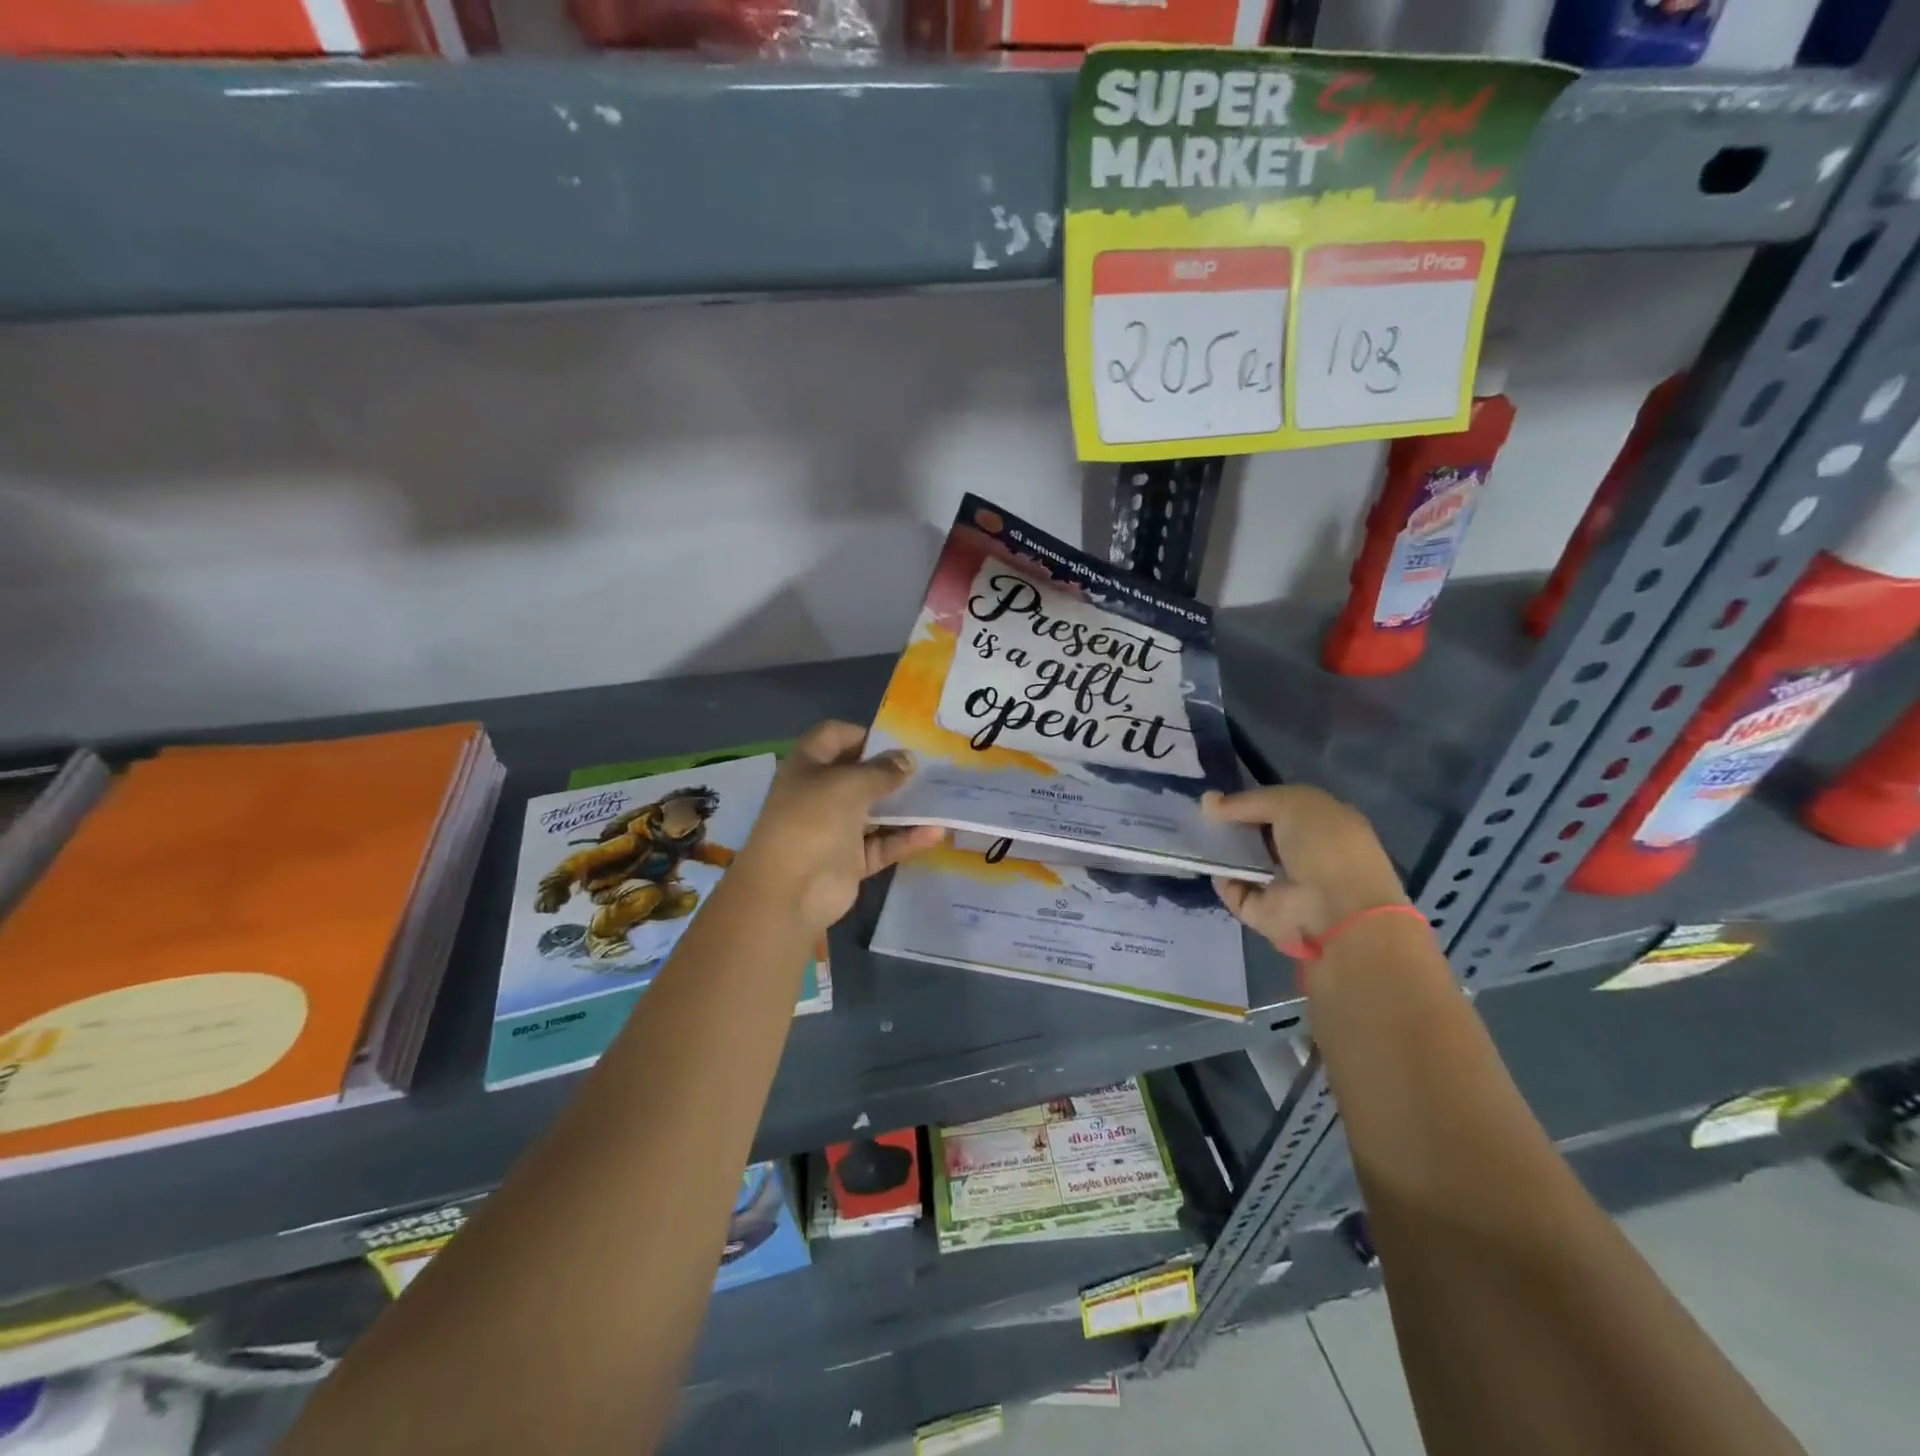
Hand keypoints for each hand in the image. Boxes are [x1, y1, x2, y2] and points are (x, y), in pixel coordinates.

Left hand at [734, 721, 944, 933]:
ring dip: (904, 807)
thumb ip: (882, 771)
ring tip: (941, 798)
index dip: (863, 734)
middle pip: (858, 775)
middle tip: (930, 768)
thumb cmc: (812, 822)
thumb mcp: (848, 785)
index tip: (898, 741)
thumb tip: (908, 759)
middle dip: (891, 771)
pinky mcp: (850, 860)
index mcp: (807, 767)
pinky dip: (906, 839)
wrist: (789, 892)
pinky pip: (883, 845)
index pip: (833, 736)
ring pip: (874, 812)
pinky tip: (936, 832)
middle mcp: (819, 794)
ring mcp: (835, 829)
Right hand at [1203, 785, 1407, 952]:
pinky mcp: (1266, 911)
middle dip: (1232, 825)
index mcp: (1324, 825)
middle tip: (1203, 817)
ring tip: (1198, 837)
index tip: (1219, 799)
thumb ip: (1249, 800)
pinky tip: (1212, 864)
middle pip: (1259, 835)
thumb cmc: (1324, 846)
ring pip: (1245, 862)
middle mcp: (1306, 854)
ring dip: (1223, 851)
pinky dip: (1222, 879)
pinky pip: (1236, 890)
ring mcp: (1286, 885)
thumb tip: (1208, 802)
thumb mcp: (1291, 804)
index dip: (1251, 801)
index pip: (1281, 808)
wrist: (1337, 911)